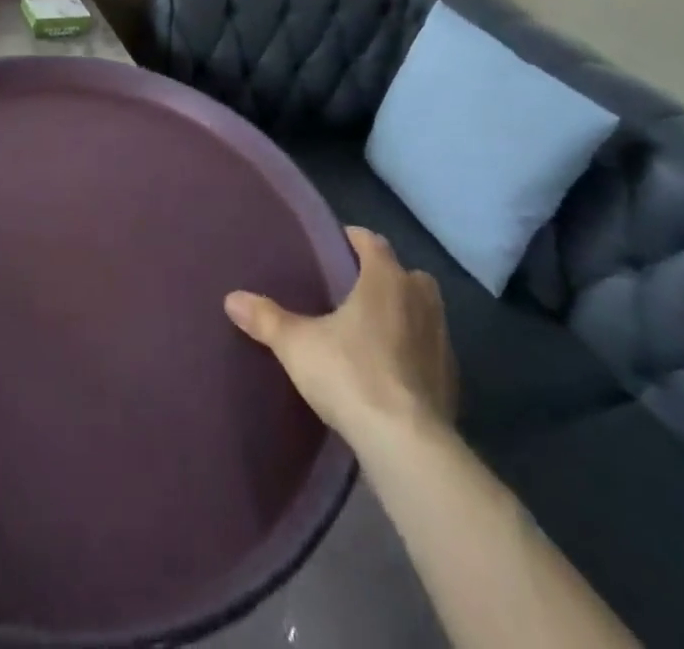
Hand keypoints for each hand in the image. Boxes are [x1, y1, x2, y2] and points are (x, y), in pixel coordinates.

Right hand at [225, 226, 457, 444]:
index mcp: (386, 279)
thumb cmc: (350, 374)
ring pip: (425, 311)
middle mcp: (420, 300)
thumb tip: (231, 298)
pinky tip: (393, 371)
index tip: (337, 243)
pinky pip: (432, 351)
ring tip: (374, 330)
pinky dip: (416, 352)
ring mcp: (442, 341)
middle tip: (356, 290)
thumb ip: (266, 318)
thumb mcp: (296, 344)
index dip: (355, 239)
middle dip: (387, 276)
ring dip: (406, 314)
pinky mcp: (453, 381)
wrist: (407, 444)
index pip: (373, 242)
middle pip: (408, 274)